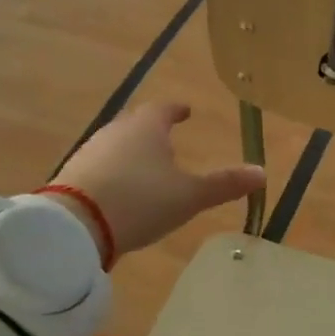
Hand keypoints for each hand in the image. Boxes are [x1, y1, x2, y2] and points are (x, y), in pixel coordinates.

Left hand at [51, 103, 264, 259]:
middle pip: (137, 125)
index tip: (186, 112)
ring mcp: (90, 153)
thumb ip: (224, 184)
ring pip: (118, 146)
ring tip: (148, 170)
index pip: (164, 109)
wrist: (76, 226)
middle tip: (169, 141)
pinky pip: (101, 168)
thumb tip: (261, 173)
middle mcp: (116, 132)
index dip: (177, 110)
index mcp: (146, 128)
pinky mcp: (73, 177)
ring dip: (133, 154)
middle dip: (154, 132)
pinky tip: (122, 192)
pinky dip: (116, 174)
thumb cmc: (140, 201)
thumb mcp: (189, 196)